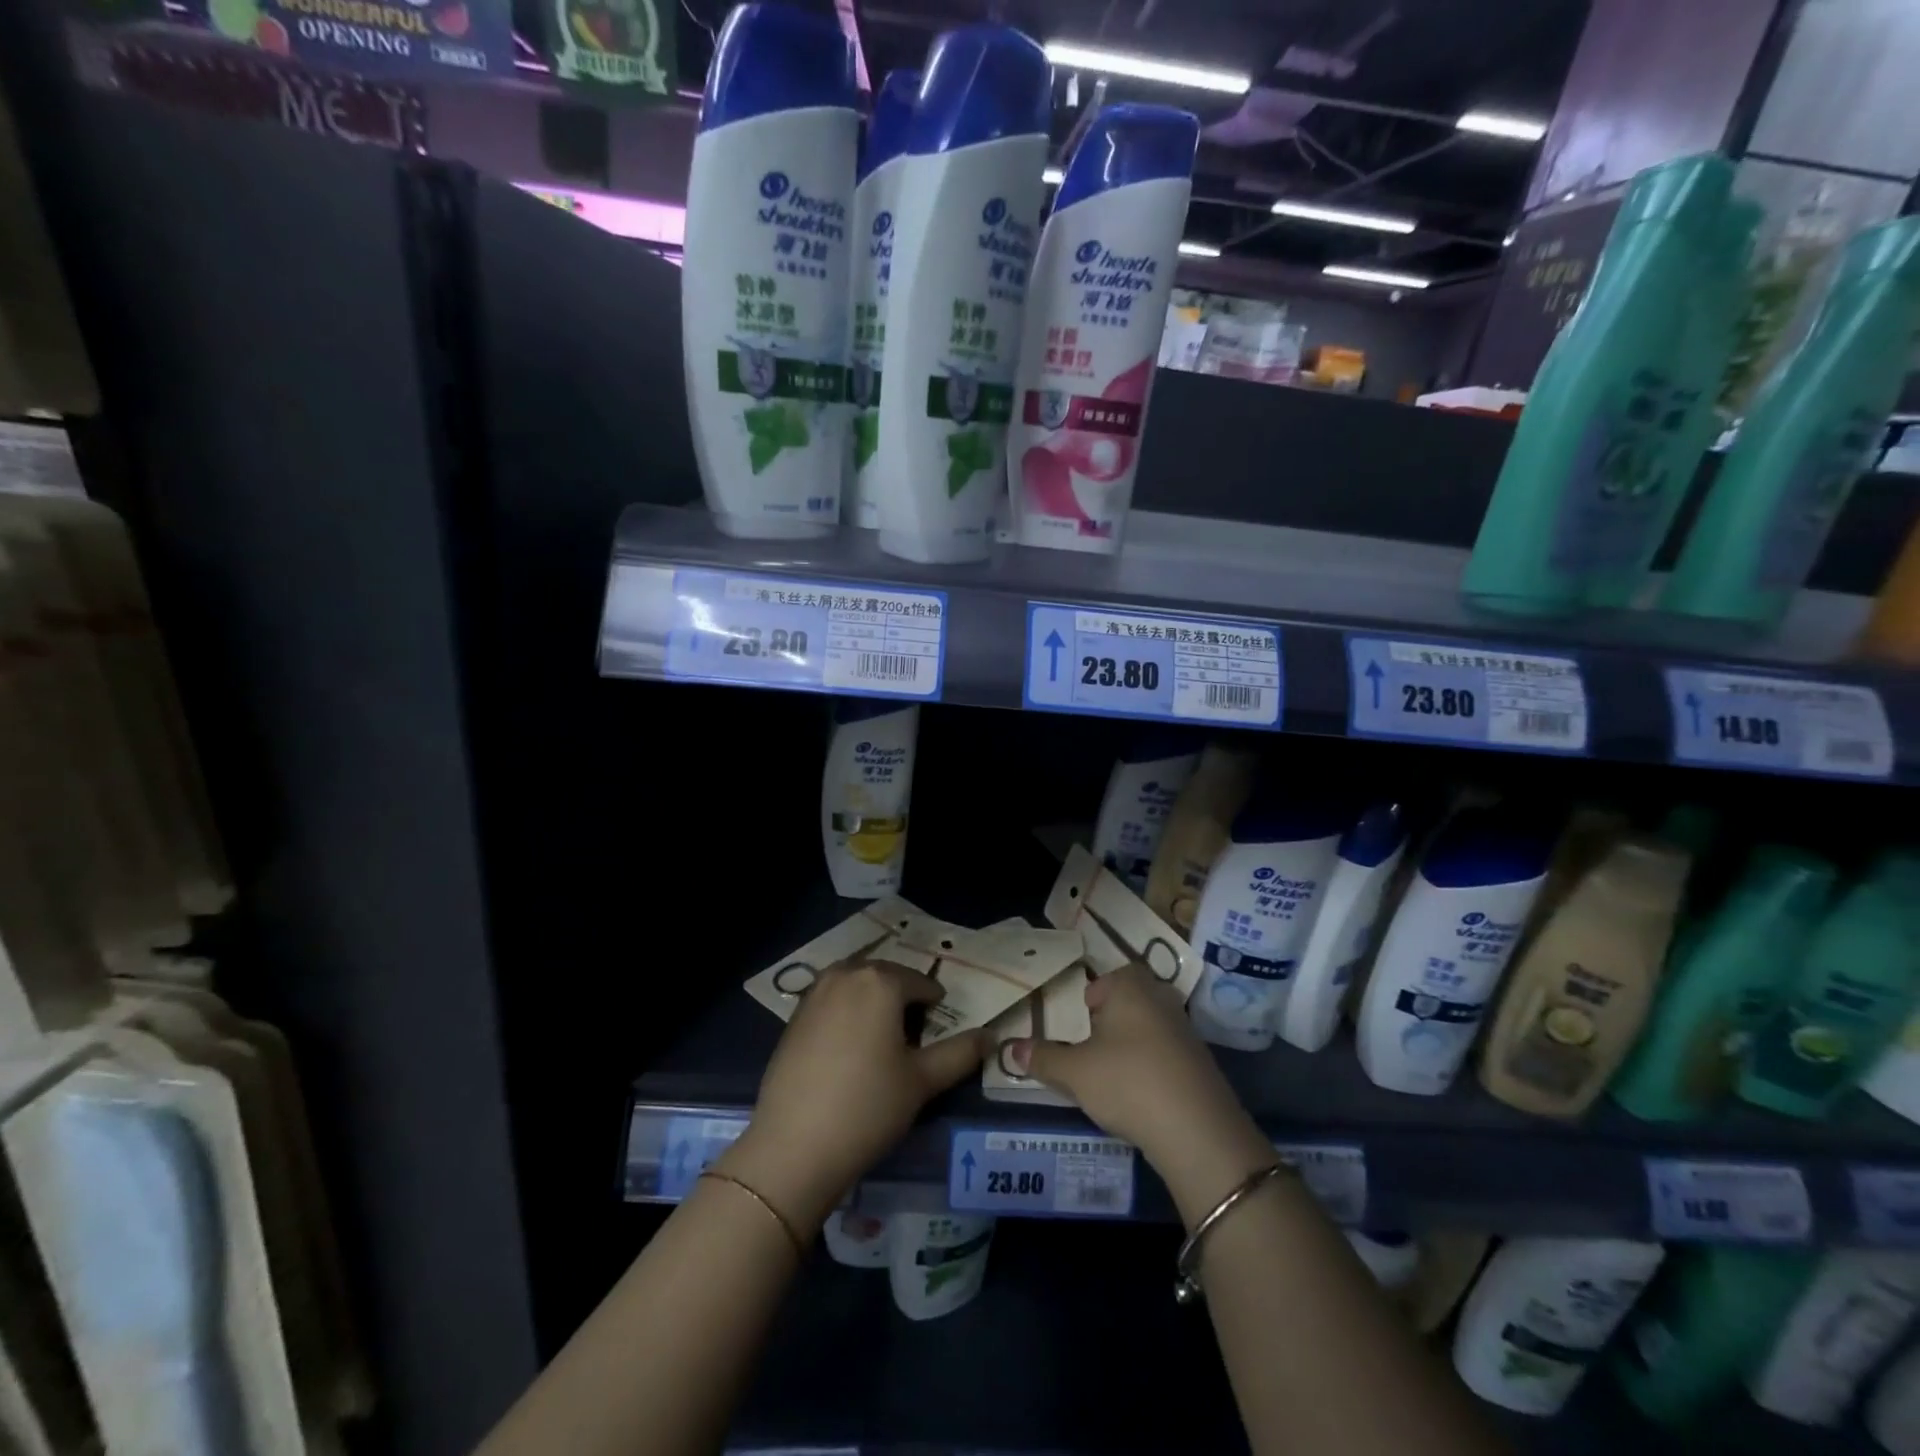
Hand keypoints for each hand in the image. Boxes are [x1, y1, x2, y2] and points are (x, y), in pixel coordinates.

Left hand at [719, 961, 986, 1234]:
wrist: (794, 1146)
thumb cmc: (868, 1107)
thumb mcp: (922, 1081)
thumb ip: (960, 1053)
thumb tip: (990, 1036)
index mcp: (880, 981)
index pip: (920, 982)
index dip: (935, 1004)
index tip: (940, 1029)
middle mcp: (845, 975)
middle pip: (885, 977)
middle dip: (902, 997)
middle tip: (914, 1034)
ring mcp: (814, 993)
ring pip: (855, 984)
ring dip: (873, 1000)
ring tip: (883, 1037)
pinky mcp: (793, 1017)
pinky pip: (831, 1000)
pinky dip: (847, 1011)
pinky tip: (849, 1047)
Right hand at [1004, 964, 1277, 1225]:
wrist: (1197, 1130)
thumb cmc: (1127, 1082)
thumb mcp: (1075, 1072)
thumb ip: (1043, 1058)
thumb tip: (1011, 1048)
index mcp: (1130, 987)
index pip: (1107, 979)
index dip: (1091, 998)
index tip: (1079, 1024)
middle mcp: (1161, 999)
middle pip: (1130, 1000)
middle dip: (1111, 1021)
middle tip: (1091, 1047)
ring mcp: (1186, 1030)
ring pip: (1150, 1027)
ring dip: (1133, 1045)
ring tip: (1113, 1074)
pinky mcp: (1202, 1063)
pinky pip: (1168, 1053)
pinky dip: (1153, 1066)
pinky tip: (1142, 1094)